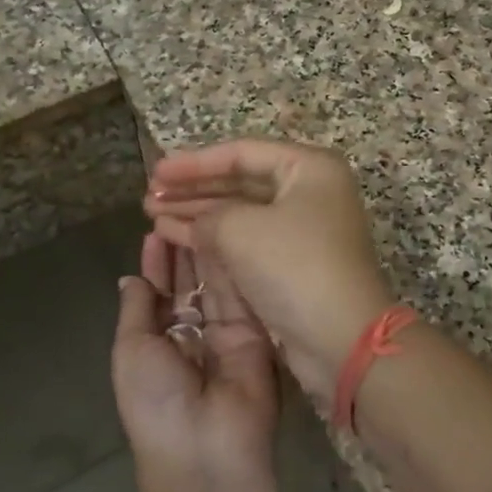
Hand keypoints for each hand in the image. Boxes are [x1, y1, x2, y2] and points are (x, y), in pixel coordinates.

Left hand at [112, 231, 280, 483]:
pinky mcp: (257, 332)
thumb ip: (137, 309)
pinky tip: (227, 232)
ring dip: (206, 250)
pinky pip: (242, 294)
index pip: (159, 294)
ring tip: (202, 211)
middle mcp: (193, 336)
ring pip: (215, 284)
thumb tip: (130, 277)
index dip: (157, 263)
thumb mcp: (131, 351)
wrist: (207, 448)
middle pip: (189, 284)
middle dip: (183, 250)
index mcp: (159, 344)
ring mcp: (227, 333)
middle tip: (183, 210)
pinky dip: (232, 264)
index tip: (155, 229)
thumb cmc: (156, 402)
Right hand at [143, 140, 394, 405]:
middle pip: (240, 182)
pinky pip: (246, 240)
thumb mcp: (242, 229)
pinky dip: (212, 238)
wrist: (341, 338)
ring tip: (153, 216)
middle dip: (193, 189)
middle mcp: (310, 193)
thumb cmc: (295, 267)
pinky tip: (176, 237)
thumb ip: (208, 215)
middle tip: (150, 196)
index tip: (157, 171)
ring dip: (197, 214)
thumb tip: (194, 221)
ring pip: (240, 213)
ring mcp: (303, 230)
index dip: (194, 162)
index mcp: (309, 168)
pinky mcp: (293, 264)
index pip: (242, 153)